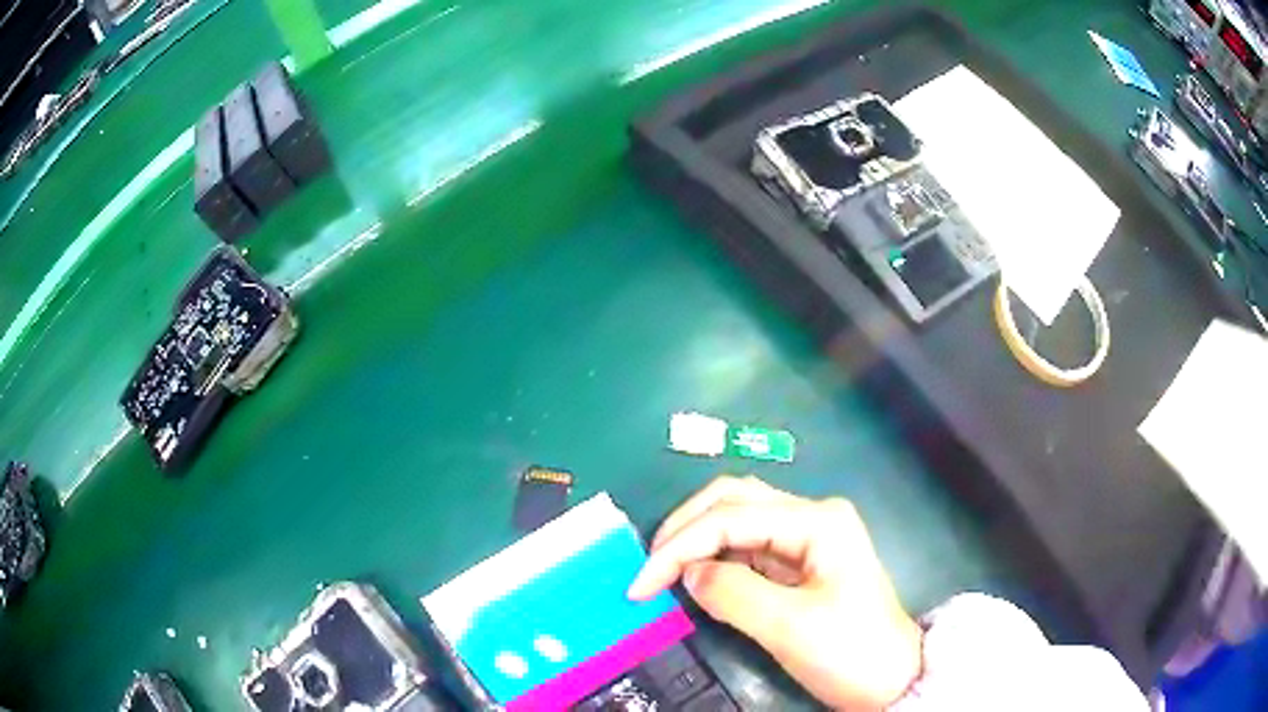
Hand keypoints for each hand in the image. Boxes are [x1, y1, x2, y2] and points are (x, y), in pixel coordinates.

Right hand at [628, 476, 921, 710]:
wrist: (890, 679)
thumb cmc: (849, 652)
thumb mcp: (789, 627)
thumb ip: (732, 593)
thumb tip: (689, 573)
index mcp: (817, 521)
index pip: (730, 517)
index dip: (678, 546)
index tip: (640, 585)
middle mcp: (812, 516)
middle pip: (733, 499)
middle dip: (684, 528)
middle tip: (648, 567)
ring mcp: (807, 537)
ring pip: (738, 518)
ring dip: (696, 539)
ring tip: (662, 572)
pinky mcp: (800, 561)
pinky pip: (747, 546)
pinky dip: (714, 556)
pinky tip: (696, 576)